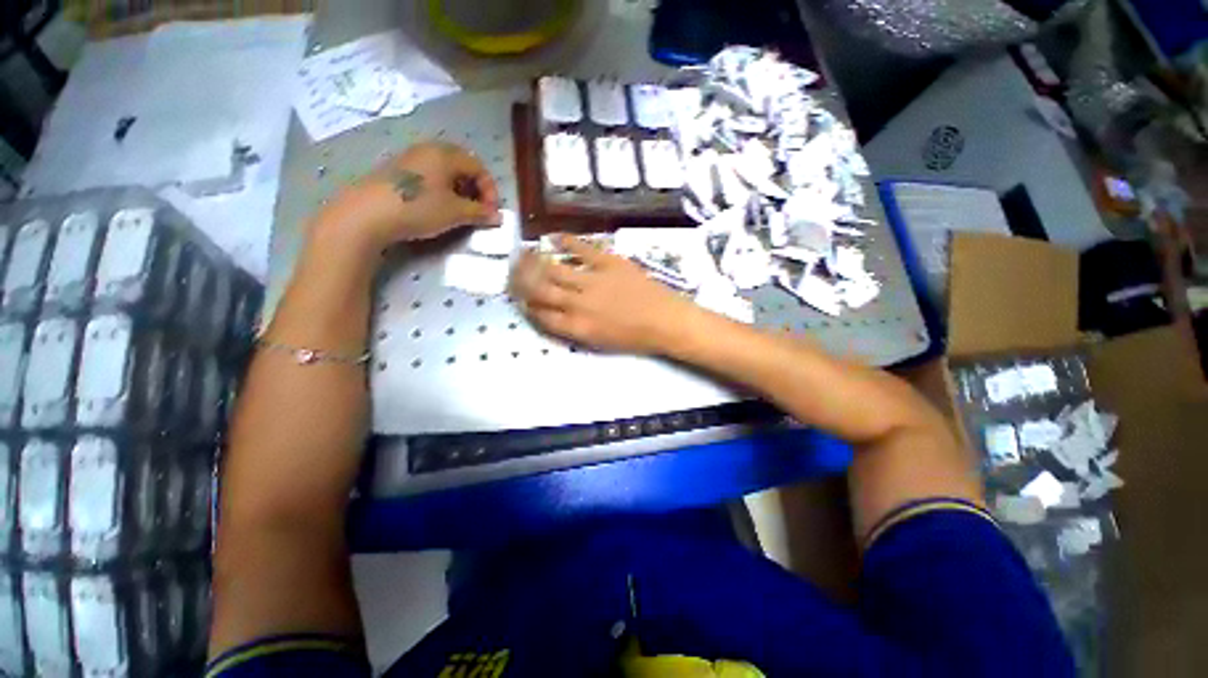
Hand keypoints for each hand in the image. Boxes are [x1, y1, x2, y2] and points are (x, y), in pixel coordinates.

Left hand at [316, 141, 500, 248]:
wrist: (367, 214)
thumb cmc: (419, 208)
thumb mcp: (455, 213)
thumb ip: (480, 213)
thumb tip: (498, 217)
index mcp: (445, 154)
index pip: (478, 167)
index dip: (490, 190)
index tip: (490, 212)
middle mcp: (428, 150)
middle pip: (462, 165)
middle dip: (475, 189)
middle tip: (477, 209)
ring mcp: (411, 159)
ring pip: (445, 170)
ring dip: (459, 190)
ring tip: (459, 210)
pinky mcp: (398, 171)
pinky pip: (429, 175)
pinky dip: (442, 189)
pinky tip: (437, 206)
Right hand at [510, 235, 697, 353]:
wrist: (665, 320)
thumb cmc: (635, 338)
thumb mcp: (600, 343)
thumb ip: (574, 329)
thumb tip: (554, 315)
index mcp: (577, 327)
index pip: (541, 316)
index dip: (527, 306)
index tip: (521, 299)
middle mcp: (578, 304)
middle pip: (541, 290)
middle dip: (521, 282)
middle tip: (512, 273)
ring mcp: (592, 280)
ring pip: (554, 268)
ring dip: (534, 261)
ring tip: (522, 254)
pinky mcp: (608, 262)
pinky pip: (581, 248)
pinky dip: (565, 241)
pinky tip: (552, 237)